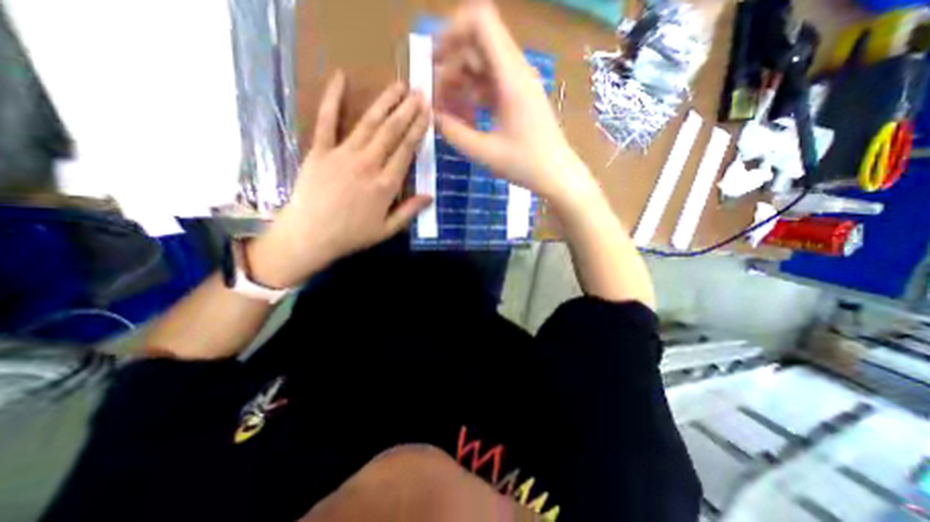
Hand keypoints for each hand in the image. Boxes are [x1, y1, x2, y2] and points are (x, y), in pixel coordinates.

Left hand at [248, 72, 433, 287]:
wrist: (310, 235)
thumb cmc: (352, 235)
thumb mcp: (387, 229)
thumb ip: (410, 211)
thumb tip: (430, 195)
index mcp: (386, 185)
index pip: (407, 151)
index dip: (419, 130)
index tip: (428, 114)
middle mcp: (368, 165)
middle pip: (392, 132)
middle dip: (407, 111)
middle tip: (419, 93)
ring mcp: (343, 155)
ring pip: (369, 123)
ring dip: (385, 103)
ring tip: (398, 86)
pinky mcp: (320, 151)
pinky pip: (327, 121)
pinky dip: (332, 98)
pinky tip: (340, 78)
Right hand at [436, 0, 594, 207]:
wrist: (557, 175)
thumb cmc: (525, 164)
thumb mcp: (484, 152)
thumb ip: (454, 132)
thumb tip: (431, 116)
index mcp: (511, 77)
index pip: (481, 22)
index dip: (453, 31)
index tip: (434, 61)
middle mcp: (516, 71)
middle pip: (476, 46)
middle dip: (450, 67)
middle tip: (435, 99)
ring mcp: (518, 84)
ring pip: (481, 67)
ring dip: (460, 85)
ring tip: (447, 115)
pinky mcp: (517, 98)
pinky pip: (489, 85)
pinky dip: (472, 96)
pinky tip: (464, 120)